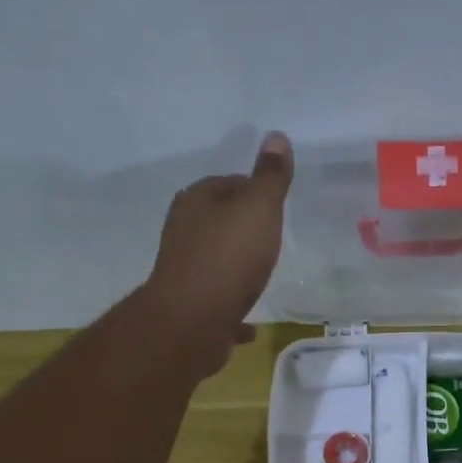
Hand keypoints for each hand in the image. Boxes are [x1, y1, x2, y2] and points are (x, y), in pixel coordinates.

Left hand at [143, 132, 293, 368]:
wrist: (191, 323)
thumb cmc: (228, 259)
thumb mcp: (258, 210)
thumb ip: (270, 178)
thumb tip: (276, 136)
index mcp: (197, 200)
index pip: (230, 183)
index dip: (256, 192)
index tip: (277, 208)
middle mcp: (184, 231)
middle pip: (220, 221)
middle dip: (244, 229)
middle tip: (273, 241)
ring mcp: (184, 270)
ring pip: (216, 261)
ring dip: (236, 266)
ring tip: (262, 275)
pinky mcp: (189, 306)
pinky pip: (218, 302)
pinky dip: (232, 308)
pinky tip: (249, 325)